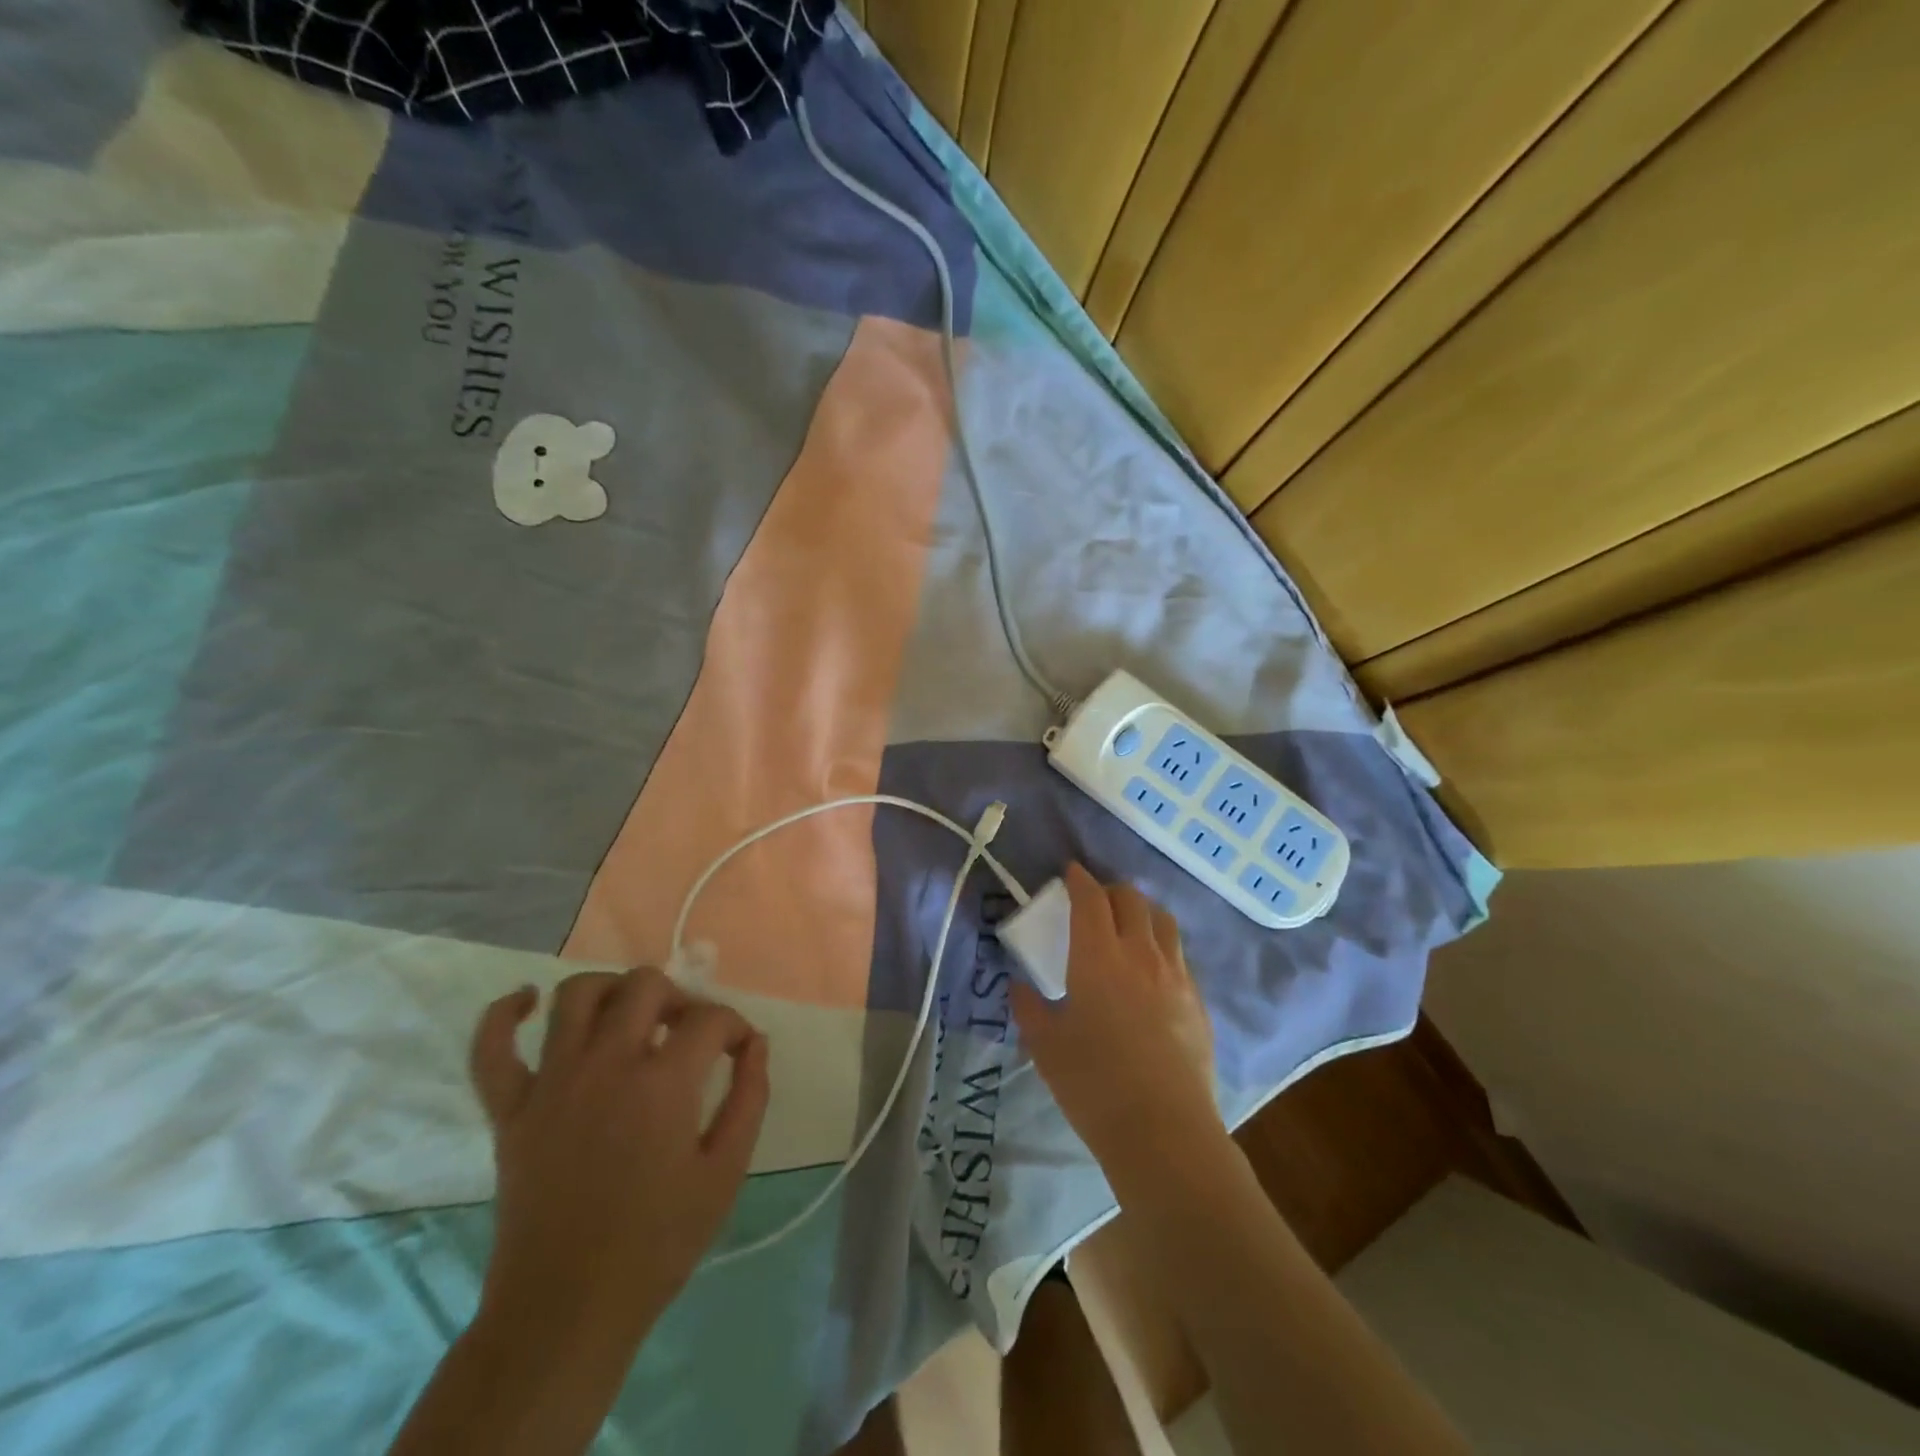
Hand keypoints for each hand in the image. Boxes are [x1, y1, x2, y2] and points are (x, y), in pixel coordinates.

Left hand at [468, 968, 769, 1357]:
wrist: (566, 1310)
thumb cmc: (657, 1243)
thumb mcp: (725, 1172)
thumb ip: (749, 1098)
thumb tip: (755, 1044)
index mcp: (663, 1083)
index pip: (709, 1019)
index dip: (734, 1027)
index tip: (741, 1050)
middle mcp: (606, 1065)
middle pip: (644, 987)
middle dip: (678, 997)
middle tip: (686, 1031)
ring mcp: (551, 1083)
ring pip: (576, 995)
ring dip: (610, 990)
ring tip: (629, 1014)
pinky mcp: (509, 1110)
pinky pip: (491, 1048)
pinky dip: (504, 1015)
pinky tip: (527, 1001)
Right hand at [1010, 864, 1219, 1176]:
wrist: (1163, 1131)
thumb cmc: (1093, 1084)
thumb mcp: (1045, 1046)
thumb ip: (1028, 1008)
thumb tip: (1020, 987)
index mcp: (1098, 956)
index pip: (1090, 899)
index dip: (1079, 880)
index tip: (1070, 872)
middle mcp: (1140, 954)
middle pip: (1131, 900)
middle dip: (1111, 890)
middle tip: (1094, 901)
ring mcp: (1176, 976)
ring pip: (1163, 921)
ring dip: (1142, 912)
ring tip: (1128, 925)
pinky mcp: (1198, 1002)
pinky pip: (1179, 955)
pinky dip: (1161, 946)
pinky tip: (1152, 971)